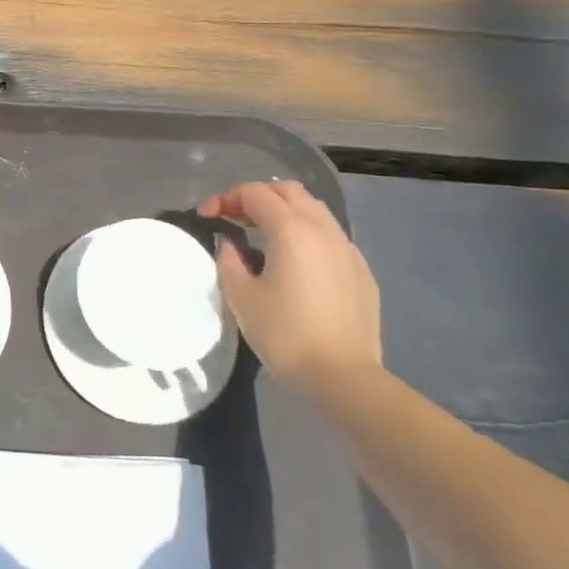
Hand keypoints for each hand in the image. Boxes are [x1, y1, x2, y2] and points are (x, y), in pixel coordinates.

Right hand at [199, 181, 380, 390]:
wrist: (343, 377)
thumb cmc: (284, 333)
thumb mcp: (240, 296)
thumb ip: (229, 260)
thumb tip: (231, 244)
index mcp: (292, 230)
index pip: (255, 193)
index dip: (226, 198)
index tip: (207, 217)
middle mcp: (324, 230)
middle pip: (289, 192)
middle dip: (257, 197)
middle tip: (234, 218)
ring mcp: (348, 251)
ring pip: (314, 212)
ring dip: (284, 213)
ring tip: (261, 236)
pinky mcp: (362, 273)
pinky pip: (330, 238)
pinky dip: (306, 235)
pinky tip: (294, 263)